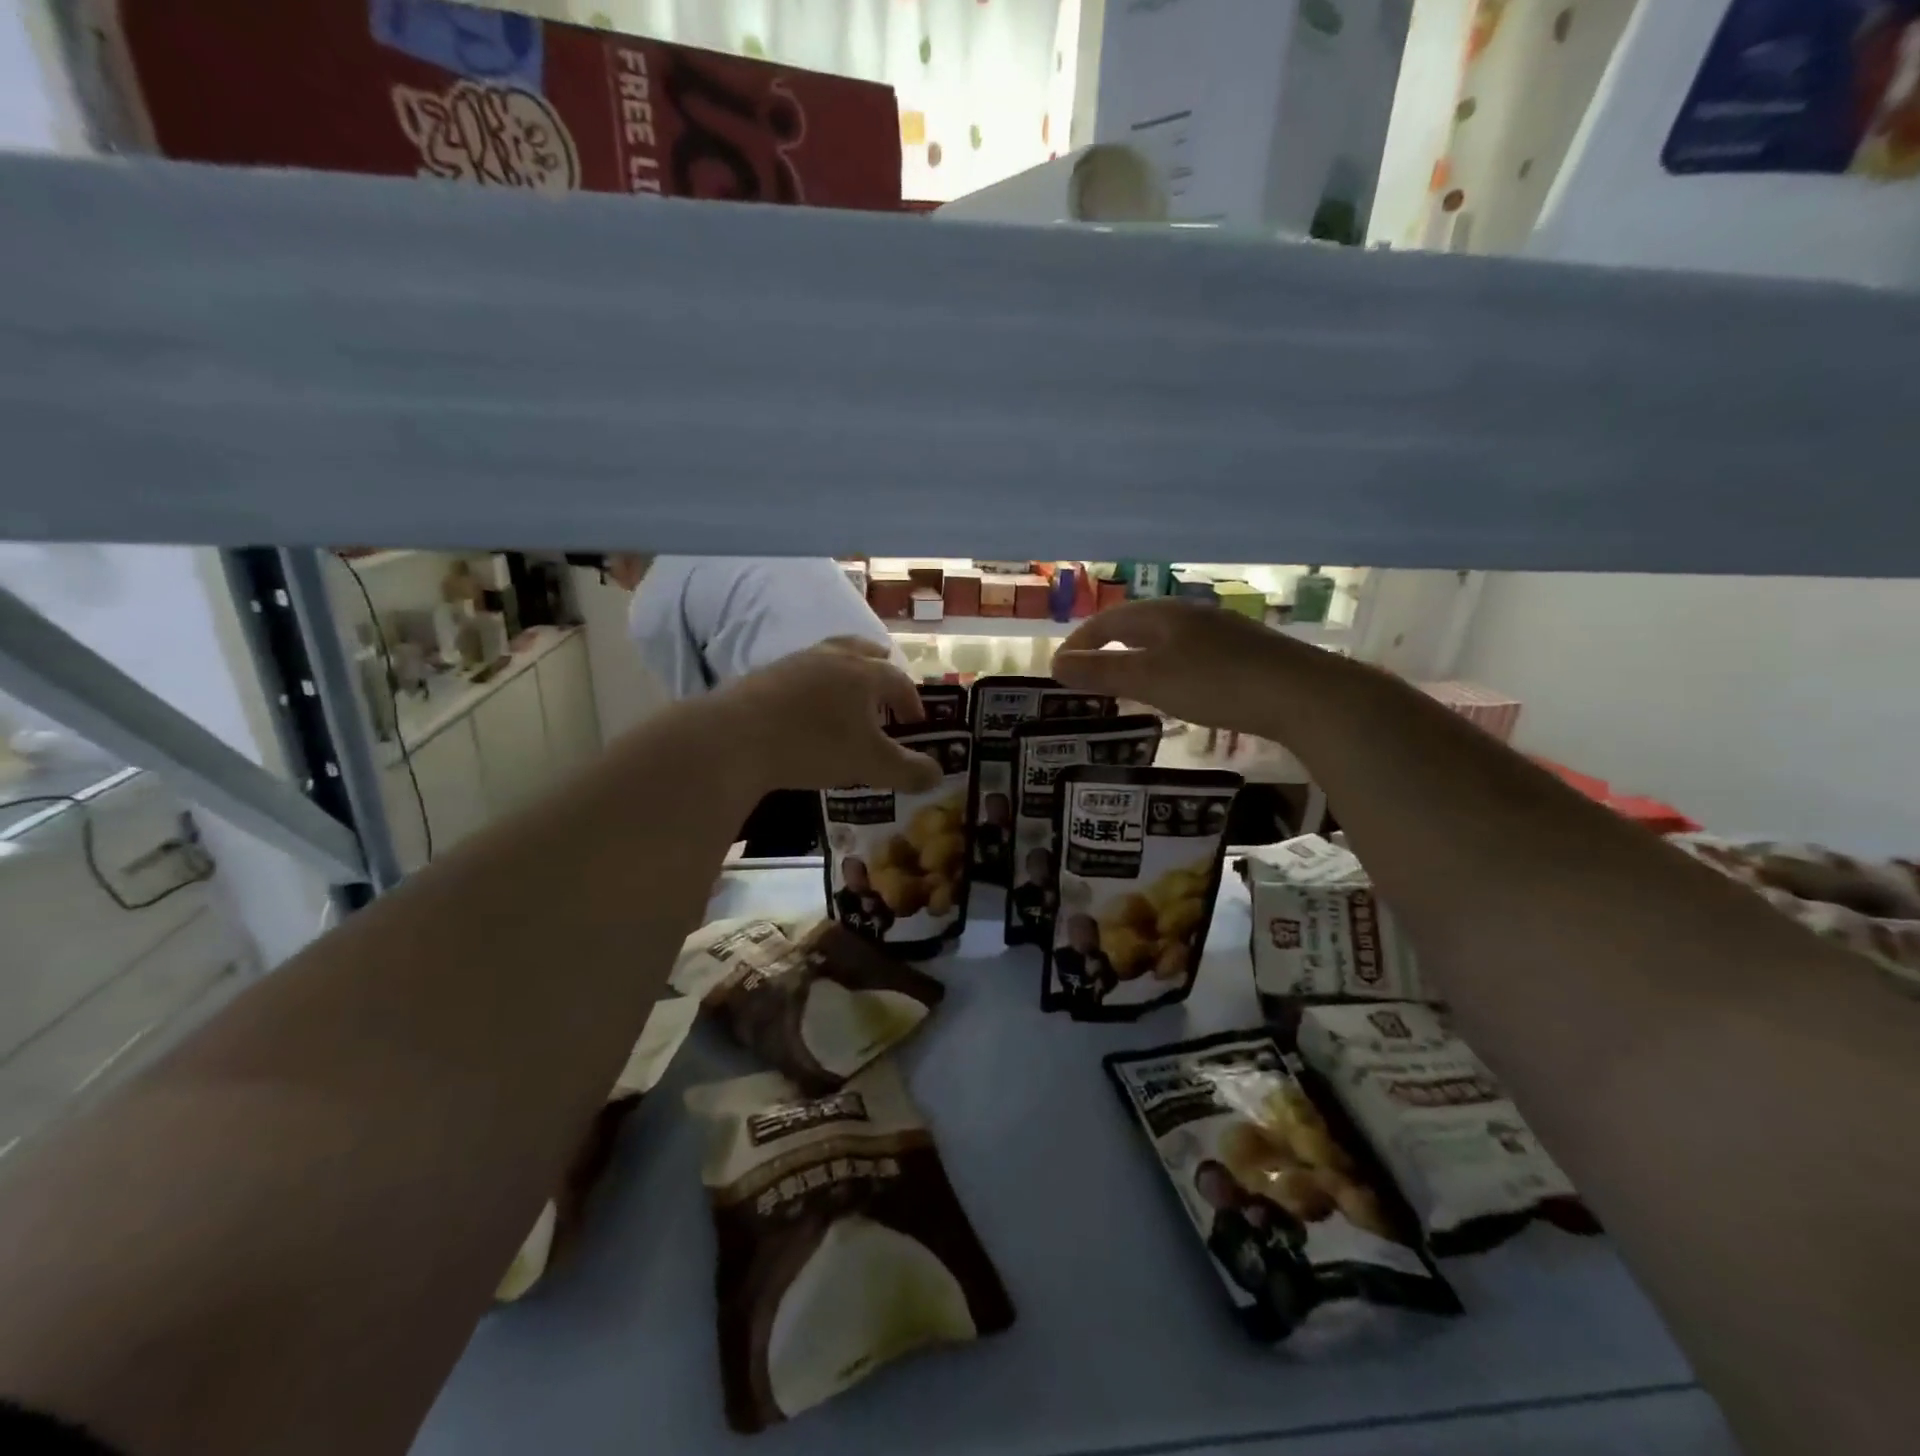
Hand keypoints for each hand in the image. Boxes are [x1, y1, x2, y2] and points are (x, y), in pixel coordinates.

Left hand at [704, 643, 940, 794]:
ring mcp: (796, 661)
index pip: (899, 681)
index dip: (912, 702)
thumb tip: (938, 774)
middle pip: (864, 652)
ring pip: (830, 656)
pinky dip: (815, 685)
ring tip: (847, 698)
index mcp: (864, 673)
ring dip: (845, 674)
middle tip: (885, 693)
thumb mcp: (869, 764)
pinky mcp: (765, 674)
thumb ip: (907, 770)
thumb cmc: (814, 745)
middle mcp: (833, 657)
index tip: (916, 723)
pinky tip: (807, 709)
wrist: (736, 737)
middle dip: (880, 671)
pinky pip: (802, 672)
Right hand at [1052, 599, 1303, 733]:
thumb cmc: (1215, 683)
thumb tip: (1055, 664)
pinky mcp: (1243, 651)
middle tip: (1087, 674)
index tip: (1059, 669)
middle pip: (1136, 624)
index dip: (1079, 643)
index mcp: (1162, 613)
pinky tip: (1176, 688)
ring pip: (1164, 638)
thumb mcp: (1150, 679)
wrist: (1302, 693)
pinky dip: (1166, 666)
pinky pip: (1189, 652)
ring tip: (1125, 682)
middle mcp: (1189, 613)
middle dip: (1107, 647)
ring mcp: (1220, 630)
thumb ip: (1102, 672)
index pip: (1107, 621)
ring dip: (1137, 657)